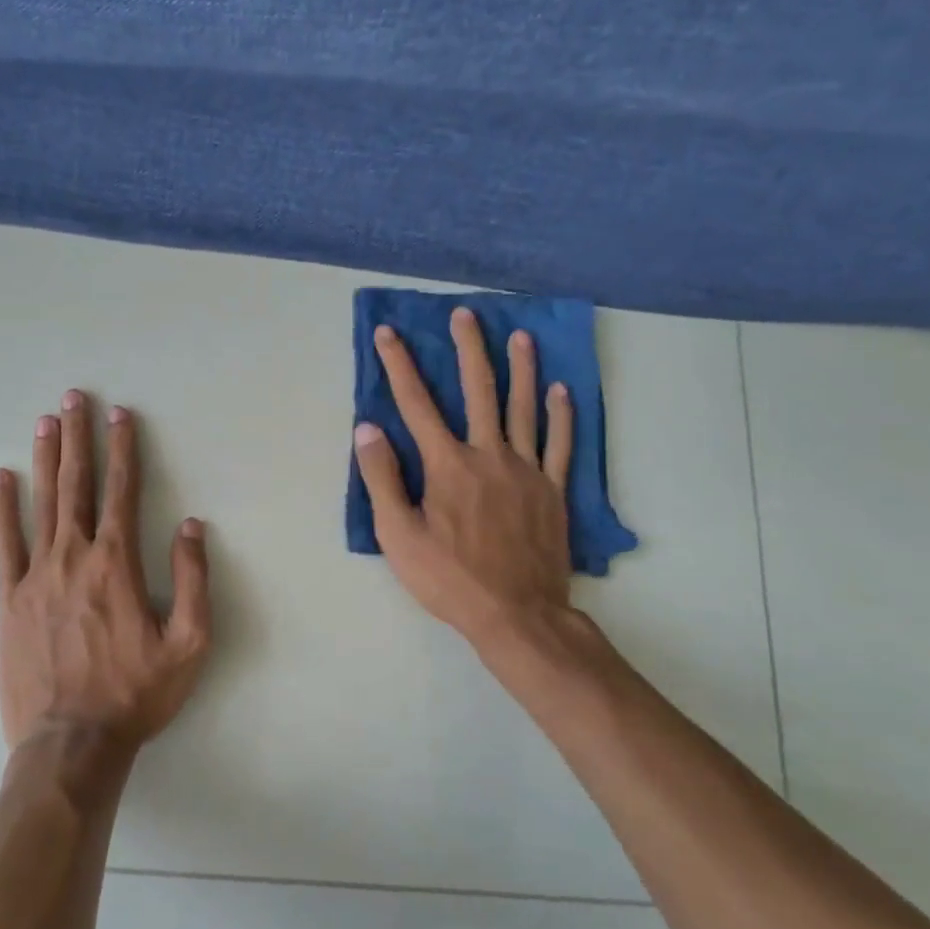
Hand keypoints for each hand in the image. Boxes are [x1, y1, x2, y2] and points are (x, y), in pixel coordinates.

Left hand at [0, 391, 211, 754]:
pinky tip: (1, 479)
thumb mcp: (189, 644)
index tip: (121, 415)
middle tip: (74, 399)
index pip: (122, 491)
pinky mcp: (9, 599)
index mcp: (117, 564)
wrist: (71, 743)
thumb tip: (190, 526)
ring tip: (45, 422)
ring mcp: (36, 576)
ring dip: (46, 459)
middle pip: (77, 485)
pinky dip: (2, 508)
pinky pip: (4, 543)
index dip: (124, 450)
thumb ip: (193, 580)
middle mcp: (74, 557)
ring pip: (41, 503)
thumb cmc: (136, 694)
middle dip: (79, 438)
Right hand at [353, 309, 627, 691]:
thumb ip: (382, 479)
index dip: (399, 365)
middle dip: (470, 349)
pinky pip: (561, 444)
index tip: (389, 333)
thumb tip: (367, 429)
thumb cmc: (449, 578)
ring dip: (521, 369)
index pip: (416, 404)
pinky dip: (562, 415)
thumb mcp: (398, 536)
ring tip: (521, 335)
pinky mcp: (554, 490)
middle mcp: (488, 455)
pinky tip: (561, 391)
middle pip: (478, 391)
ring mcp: (527, 470)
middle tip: (467, 314)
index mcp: (447, 465)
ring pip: (524, 408)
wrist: (517, 614)